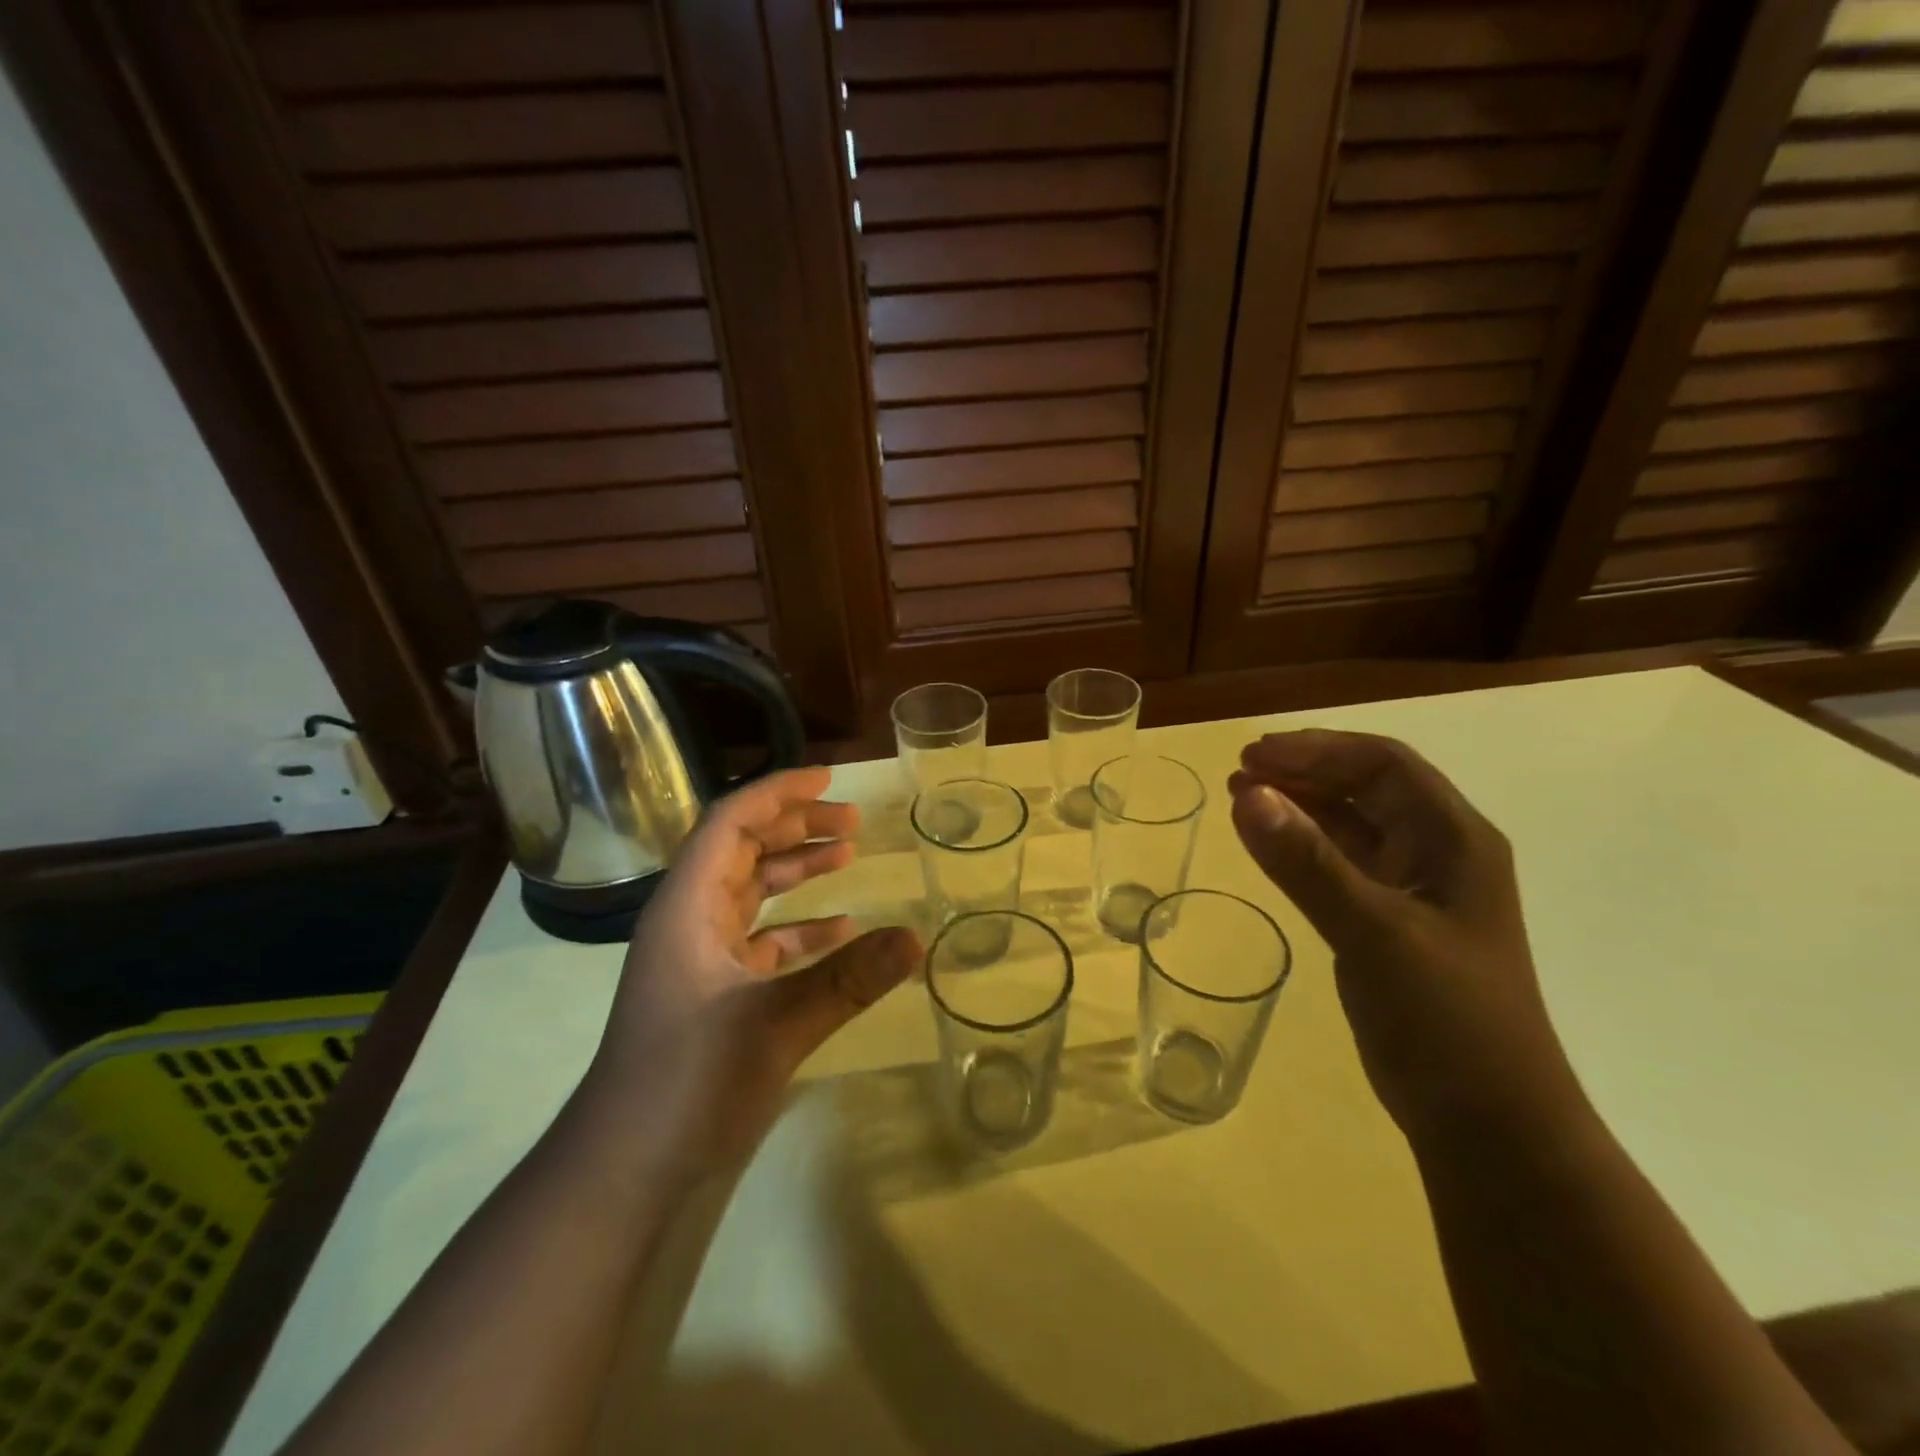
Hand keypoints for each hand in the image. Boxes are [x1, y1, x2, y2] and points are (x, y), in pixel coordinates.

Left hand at [582, 767, 919, 1188]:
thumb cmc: (685, 1082)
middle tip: (852, 820)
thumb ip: (846, 979)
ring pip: (751, 892)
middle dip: (795, 826)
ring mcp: (698, 956)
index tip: (830, 778)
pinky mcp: (711, 991)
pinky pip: (759, 939)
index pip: (731, 822)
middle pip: (742, 849)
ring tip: (848, 856)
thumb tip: (916, 938)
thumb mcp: (774, 1025)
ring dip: (796, 870)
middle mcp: (688, 919)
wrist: (622, 1167)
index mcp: (688, 906)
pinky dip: (797, 927)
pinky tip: (840, 930)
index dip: (779, 793)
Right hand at [1229, 731, 1588, 1146]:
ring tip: (1242, 796)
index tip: (1254, 755)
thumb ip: (1307, 862)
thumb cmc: (1446, 1019)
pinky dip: (1301, 845)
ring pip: (1351, 823)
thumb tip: (1247, 795)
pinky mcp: (1390, 922)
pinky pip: (1340, 863)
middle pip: (1367, 786)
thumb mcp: (1373, 932)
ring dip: (1299, 803)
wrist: (1488, 1123)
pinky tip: (1268, 843)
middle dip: (1303, 770)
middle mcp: (1437, 852)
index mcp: (1454, 840)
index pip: (1383, 764)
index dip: (1317, 749)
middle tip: (1238, 772)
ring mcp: (1414, 889)